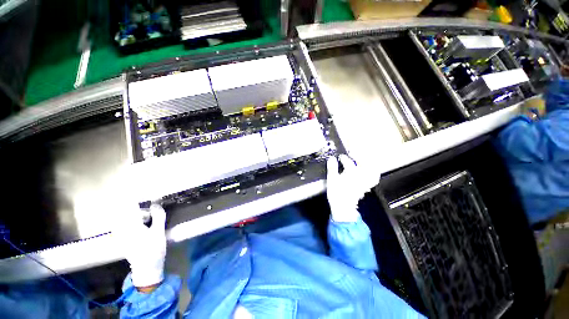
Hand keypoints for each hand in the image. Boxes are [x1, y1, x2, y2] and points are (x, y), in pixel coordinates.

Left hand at [115, 204, 166, 288]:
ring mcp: (120, 235)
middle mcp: (121, 229)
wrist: (146, 268)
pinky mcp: (121, 239)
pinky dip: (132, 221)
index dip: (135, 199)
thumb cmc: (154, 250)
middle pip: (127, 212)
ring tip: (149, 220)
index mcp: (130, 226)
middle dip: (140, 209)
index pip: (130, 207)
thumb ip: (158, 216)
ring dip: (137, 215)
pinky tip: (143, 226)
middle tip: (151, 212)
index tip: (142, 194)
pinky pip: (123, 225)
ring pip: (125, 218)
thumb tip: (156, 203)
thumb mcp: (159, 232)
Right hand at [326, 155, 367, 221]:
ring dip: (368, 164)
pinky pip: (373, 179)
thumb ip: (332, 168)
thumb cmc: (336, 193)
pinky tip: (370, 171)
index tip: (340, 157)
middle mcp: (360, 176)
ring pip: (371, 170)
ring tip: (363, 160)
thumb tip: (331, 159)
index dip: (343, 158)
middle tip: (353, 155)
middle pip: (364, 163)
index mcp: (351, 173)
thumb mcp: (331, 180)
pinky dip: (373, 173)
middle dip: (359, 157)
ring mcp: (364, 181)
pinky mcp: (366, 187)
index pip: (348, 162)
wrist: (343, 207)